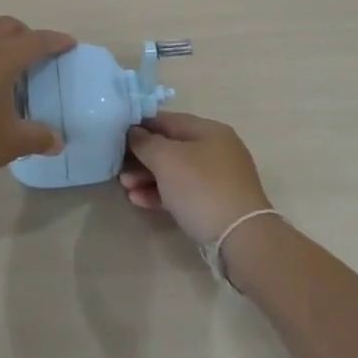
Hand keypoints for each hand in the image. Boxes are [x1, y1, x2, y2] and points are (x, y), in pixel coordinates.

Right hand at [119, 111, 269, 245]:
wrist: (240, 238)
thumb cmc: (201, 188)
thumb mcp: (166, 159)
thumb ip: (145, 142)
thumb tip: (134, 132)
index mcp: (208, 130)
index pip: (167, 120)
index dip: (140, 125)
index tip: (116, 136)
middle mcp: (216, 149)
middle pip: (170, 147)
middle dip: (142, 157)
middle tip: (118, 168)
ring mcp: (218, 178)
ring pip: (175, 171)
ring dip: (147, 177)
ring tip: (125, 187)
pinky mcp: (216, 203)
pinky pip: (182, 192)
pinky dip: (161, 193)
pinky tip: (139, 201)